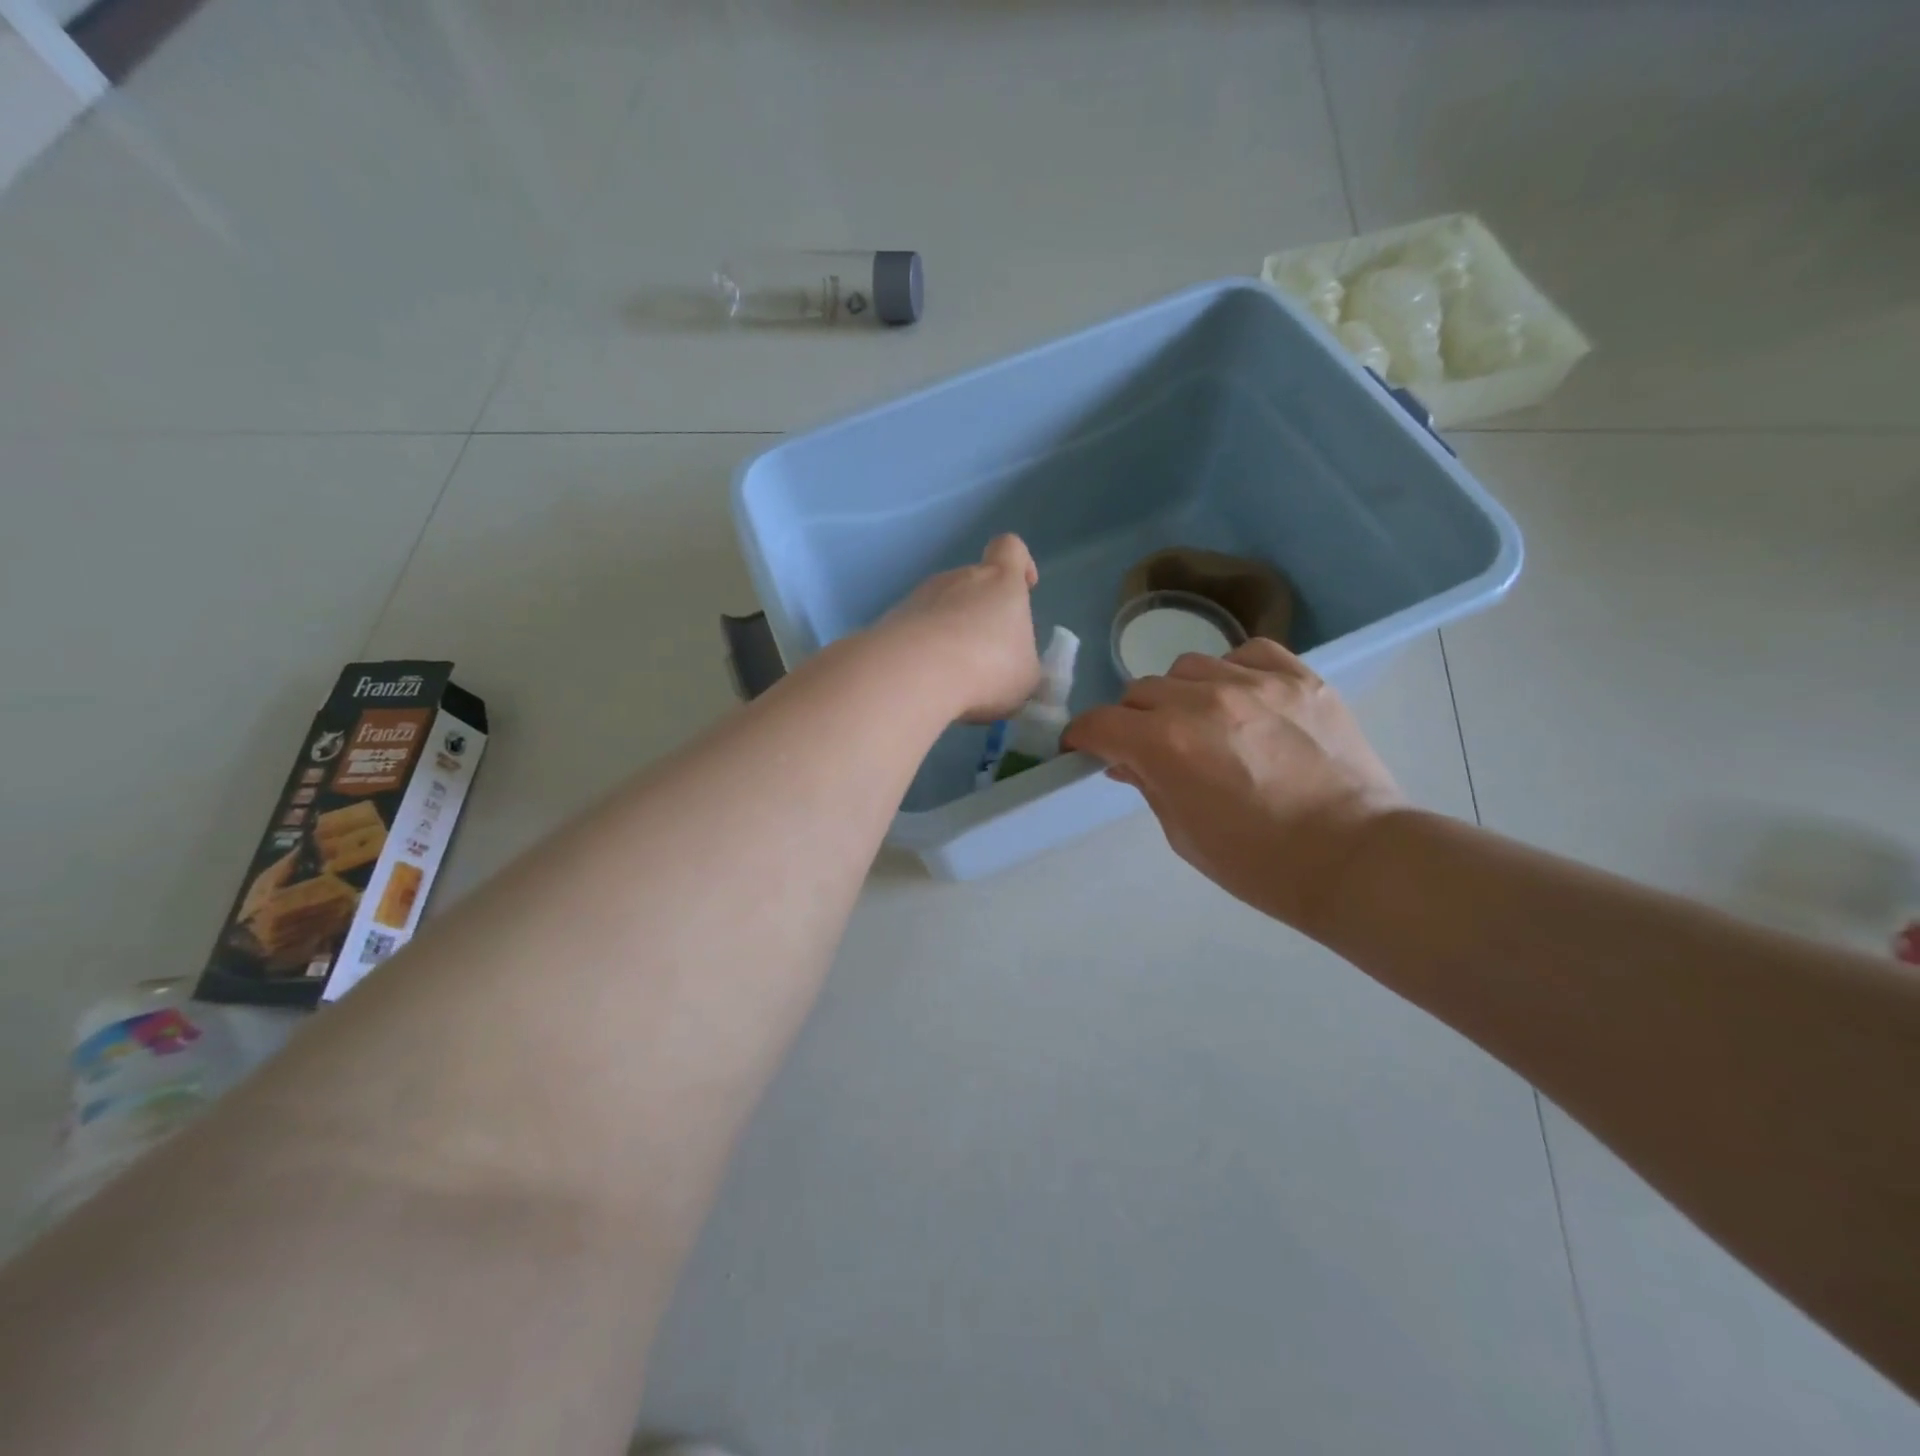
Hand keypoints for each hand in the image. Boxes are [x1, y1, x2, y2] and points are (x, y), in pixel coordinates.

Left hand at [882, 534, 1041, 722]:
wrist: (916, 673)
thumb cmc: (988, 667)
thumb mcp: (1025, 676)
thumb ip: (1021, 662)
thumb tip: (1012, 665)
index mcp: (1000, 581)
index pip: (1010, 549)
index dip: (1020, 563)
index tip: (1025, 587)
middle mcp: (958, 578)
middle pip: (973, 584)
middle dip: (979, 615)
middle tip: (986, 657)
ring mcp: (920, 596)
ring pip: (941, 608)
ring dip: (948, 634)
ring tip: (952, 676)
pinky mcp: (891, 620)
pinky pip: (914, 630)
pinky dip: (922, 651)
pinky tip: (925, 681)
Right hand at [1063, 639, 1403, 933]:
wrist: (1354, 857)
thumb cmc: (1259, 863)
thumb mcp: (1184, 834)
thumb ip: (1148, 785)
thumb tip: (1127, 760)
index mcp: (1166, 745)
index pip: (1099, 723)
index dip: (1083, 737)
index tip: (1085, 749)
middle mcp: (1202, 701)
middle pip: (1140, 692)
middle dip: (1133, 720)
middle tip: (1150, 747)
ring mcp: (1255, 683)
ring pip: (1189, 667)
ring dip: (1180, 694)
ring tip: (1201, 721)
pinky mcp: (1299, 677)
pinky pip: (1248, 653)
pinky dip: (1233, 671)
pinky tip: (1243, 698)